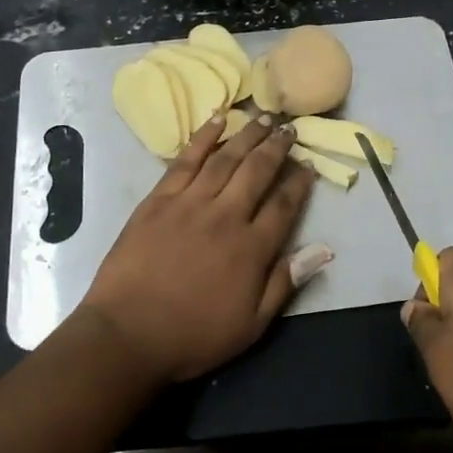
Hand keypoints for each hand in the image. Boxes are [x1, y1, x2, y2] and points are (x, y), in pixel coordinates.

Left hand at [78, 115, 319, 382]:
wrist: (128, 335)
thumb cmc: (193, 335)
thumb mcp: (251, 324)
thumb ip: (286, 282)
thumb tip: (324, 250)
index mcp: (252, 249)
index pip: (284, 205)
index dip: (299, 183)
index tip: (308, 166)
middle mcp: (226, 216)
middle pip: (257, 171)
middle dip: (277, 147)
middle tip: (290, 128)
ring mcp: (190, 203)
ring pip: (225, 159)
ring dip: (247, 134)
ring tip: (264, 117)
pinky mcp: (159, 199)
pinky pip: (185, 160)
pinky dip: (203, 137)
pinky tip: (217, 119)